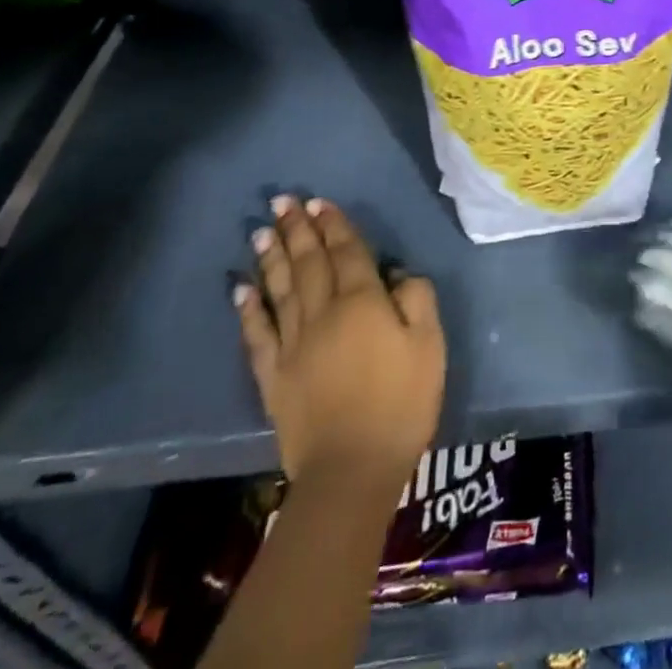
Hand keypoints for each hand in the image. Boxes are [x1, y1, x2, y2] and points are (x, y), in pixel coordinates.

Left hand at [235, 196, 444, 488]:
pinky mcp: (274, 377)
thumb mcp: (430, 345)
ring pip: (280, 290)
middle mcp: (323, 313)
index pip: (346, 252)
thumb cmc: (402, 402)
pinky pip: (258, 335)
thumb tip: (397, 274)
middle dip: (298, 230)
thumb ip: (417, 299)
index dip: (334, 226)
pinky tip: (242, 289)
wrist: (352, 471)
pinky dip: (249, 309)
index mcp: (363, 302)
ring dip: (272, 258)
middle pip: (309, 263)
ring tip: (263, 231)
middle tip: (282, 201)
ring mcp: (293, 345)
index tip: (319, 202)